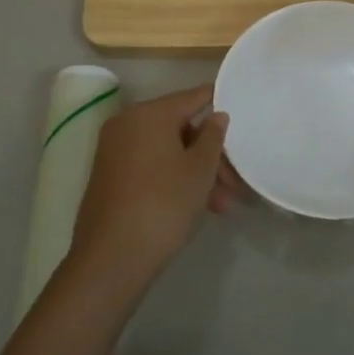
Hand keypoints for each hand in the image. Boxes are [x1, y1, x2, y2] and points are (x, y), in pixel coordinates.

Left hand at [68, 84, 230, 296]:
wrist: (112, 257)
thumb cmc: (164, 204)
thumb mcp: (199, 169)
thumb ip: (213, 137)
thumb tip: (216, 115)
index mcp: (149, 114)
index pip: (193, 97)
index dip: (218, 102)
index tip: (242, 112)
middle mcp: (127, 124)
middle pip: (181, 128)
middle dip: (211, 154)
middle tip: (235, 182)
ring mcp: (115, 151)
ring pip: (168, 151)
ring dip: (197, 172)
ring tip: (222, 205)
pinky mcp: (111, 177)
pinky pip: (151, 166)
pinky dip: (174, 179)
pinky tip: (199, 206)